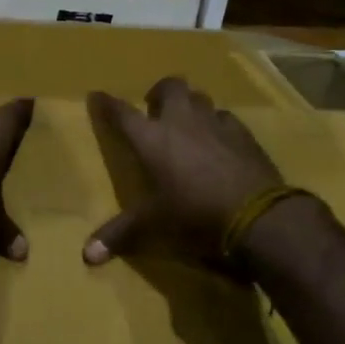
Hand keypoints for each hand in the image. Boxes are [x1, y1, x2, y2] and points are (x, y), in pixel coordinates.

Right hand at [84, 77, 297, 266]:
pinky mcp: (243, 134)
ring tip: (188, 123)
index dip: (107, 103)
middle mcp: (180, 121)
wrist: (256, 216)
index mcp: (151, 138)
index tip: (97, 95)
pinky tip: (220, 140)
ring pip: (200, 97)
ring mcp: (215, 123)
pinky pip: (225, 118)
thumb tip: (88, 256)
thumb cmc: (194, 215)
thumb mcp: (153, 226)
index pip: (122, 112)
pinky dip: (218, 124)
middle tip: (155, 109)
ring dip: (190, 104)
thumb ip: (120, 234)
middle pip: (170, 86)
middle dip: (159, 92)